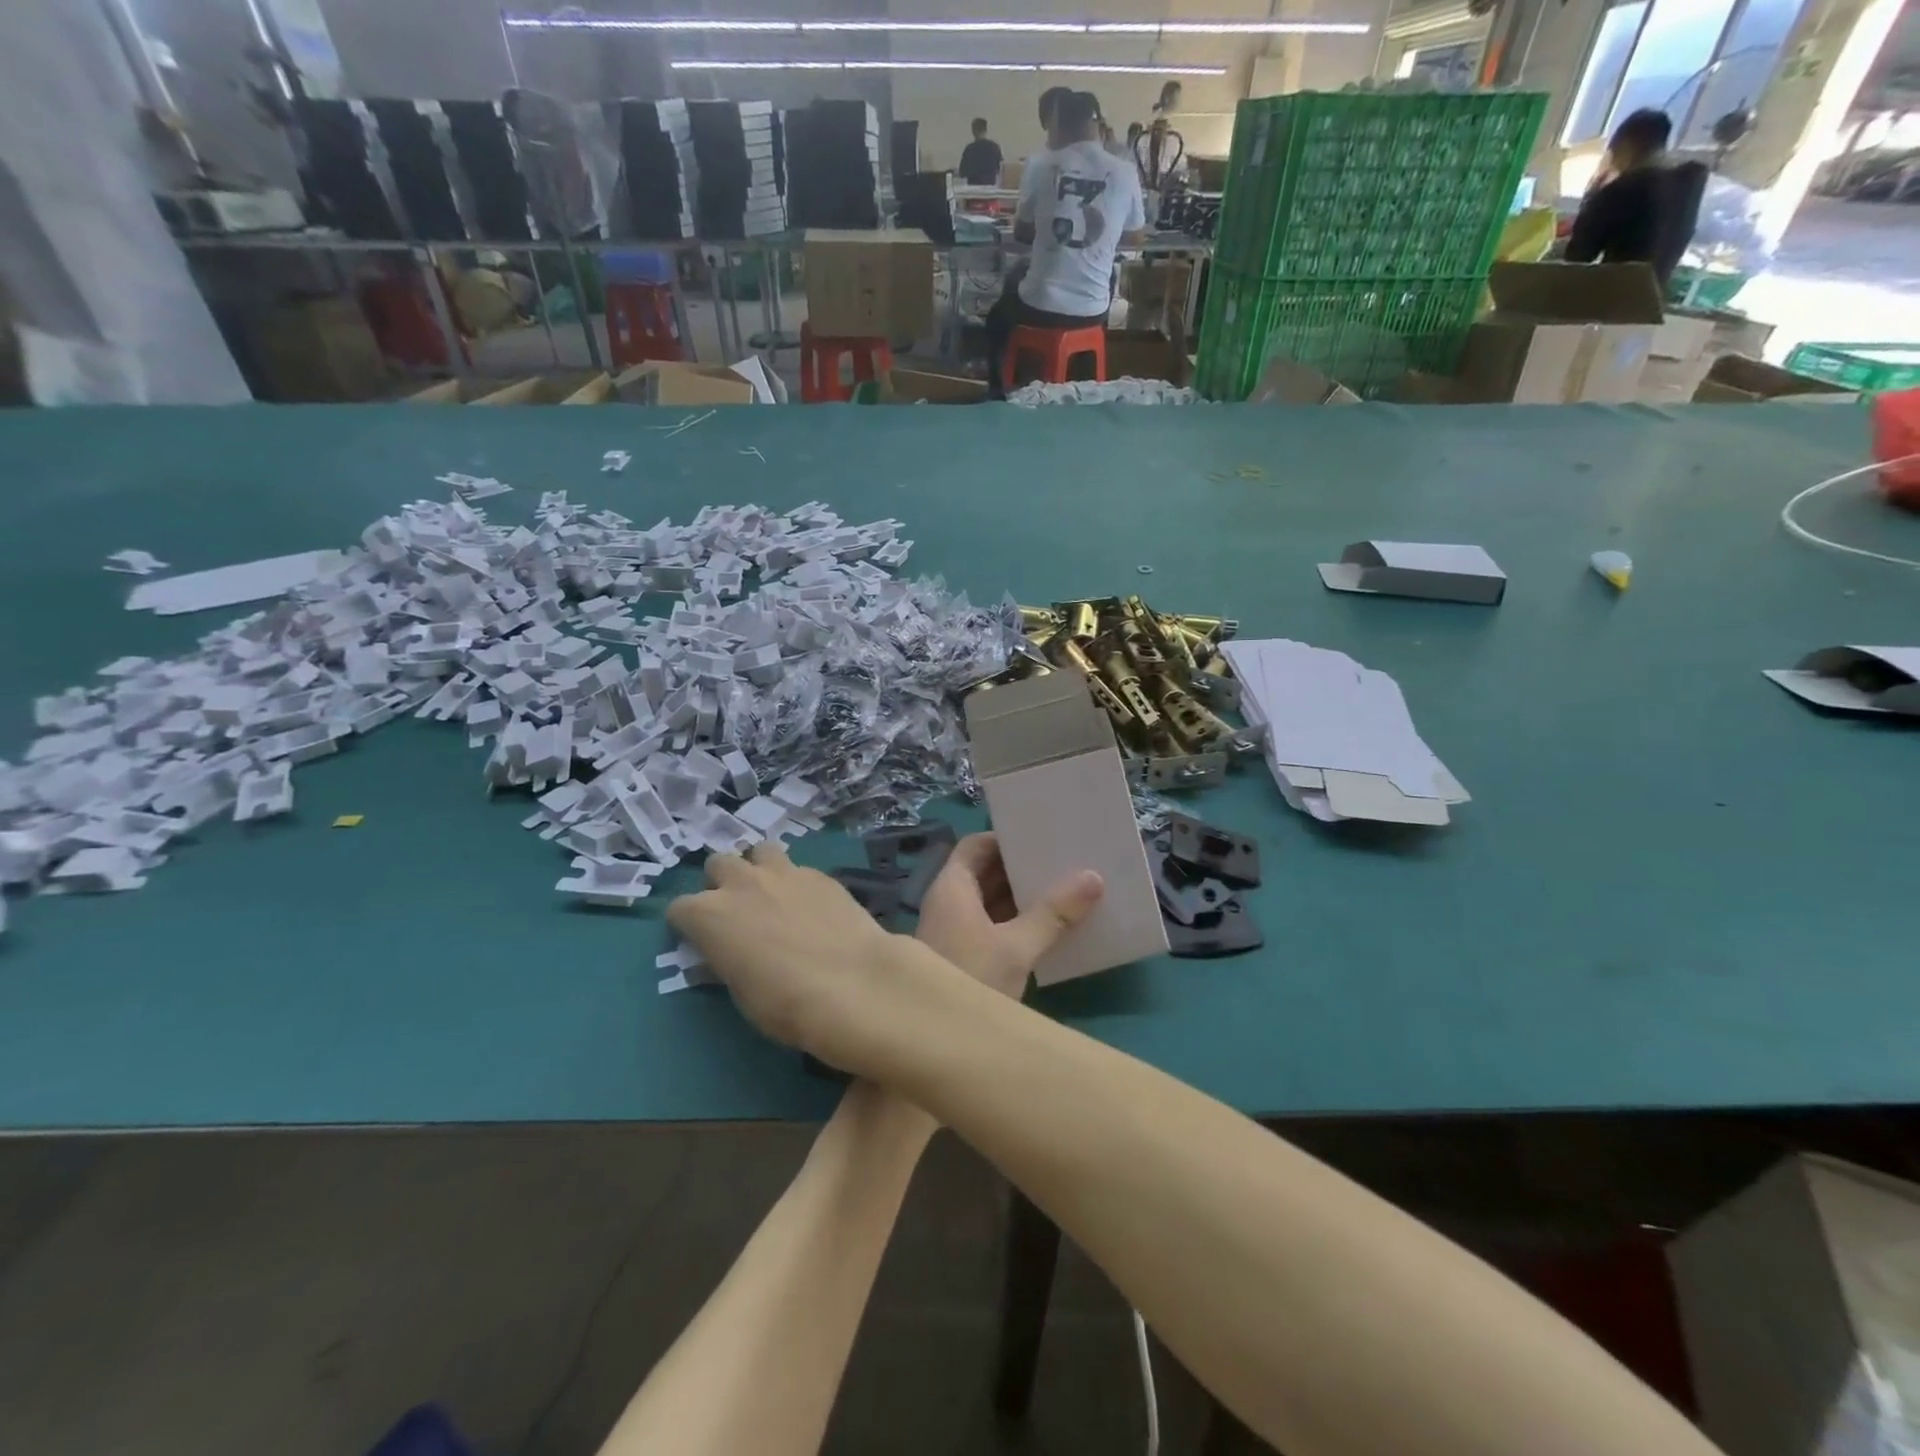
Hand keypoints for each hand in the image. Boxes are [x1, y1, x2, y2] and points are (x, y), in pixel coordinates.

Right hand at [667, 843, 901, 1065]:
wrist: (853, 982)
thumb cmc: (785, 1002)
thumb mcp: (741, 993)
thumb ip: (726, 961)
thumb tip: (723, 955)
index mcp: (709, 915)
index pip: (679, 908)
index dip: (688, 924)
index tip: (700, 939)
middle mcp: (741, 883)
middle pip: (717, 865)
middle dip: (721, 883)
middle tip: (738, 911)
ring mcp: (783, 872)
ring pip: (759, 851)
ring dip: (759, 868)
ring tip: (772, 893)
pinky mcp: (819, 873)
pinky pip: (797, 867)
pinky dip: (795, 881)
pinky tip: (811, 904)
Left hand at [915, 833, 1103, 996]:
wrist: (932, 1042)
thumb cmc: (969, 980)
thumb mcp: (1016, 948)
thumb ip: (1054, 914)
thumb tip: (1093, 876)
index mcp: (952, 888)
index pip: (975, 846)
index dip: (1005, 839)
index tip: (1041, 837)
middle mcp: (949, 903)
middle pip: (985, 873)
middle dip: (1021, 868)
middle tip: (1063, 860)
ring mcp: (955, 932)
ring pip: (991, 902)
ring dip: (1022, 897)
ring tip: (1066, 889)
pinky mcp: (965, 957)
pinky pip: (993, 927)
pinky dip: (1017, 922)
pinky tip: (1050, 928)